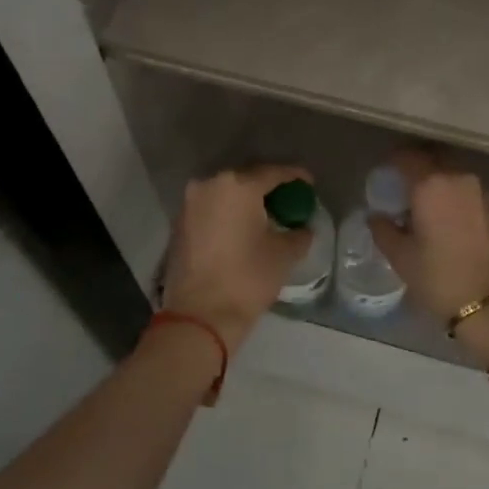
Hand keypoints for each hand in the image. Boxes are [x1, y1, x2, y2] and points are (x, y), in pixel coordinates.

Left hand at [161, 165, 313, 351]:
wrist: (199, 315)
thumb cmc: (248, 278)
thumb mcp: (284, 254)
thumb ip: (299, 233)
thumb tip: (302, 227)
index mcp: (238, 186)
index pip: (273, 172)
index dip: (295, 176)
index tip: (309, 183)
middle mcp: (209, 185)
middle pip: (246, 179)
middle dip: (268, 187)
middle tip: (287, 199)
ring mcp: (189, 204)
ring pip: (225, 194)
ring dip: (245, 201)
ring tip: (265, 215)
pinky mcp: (179, 224)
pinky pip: (210, 209)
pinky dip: (228, 214)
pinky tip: (242, 229)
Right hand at [367, 150, 488, 364]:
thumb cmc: (442, 279)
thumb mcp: (402, 258)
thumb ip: (384, 230)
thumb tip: (376, 216)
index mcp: (432, 184)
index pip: (408, 157)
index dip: (393, 160)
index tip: (384, 172)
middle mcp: (460, 178)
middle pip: (434, 159)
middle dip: (417, 166)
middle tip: (402, 185)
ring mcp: (483, 192)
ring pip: (454, 174)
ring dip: (438, 181)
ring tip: (424, 204)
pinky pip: (469, 190)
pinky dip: (455, 195)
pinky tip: (446, 217)